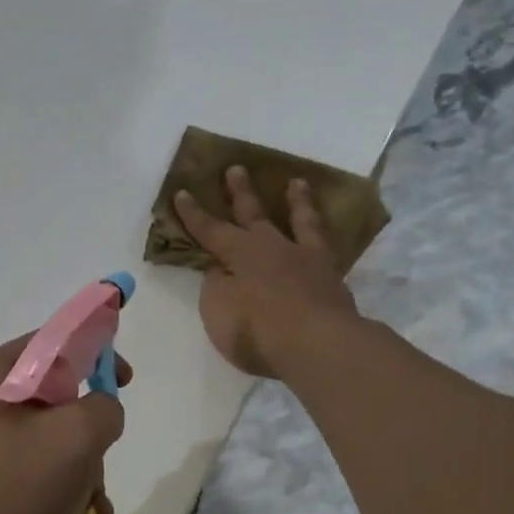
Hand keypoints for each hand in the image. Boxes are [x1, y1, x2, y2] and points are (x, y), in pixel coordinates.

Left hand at [0, 334, 129, 513]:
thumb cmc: (4, 494)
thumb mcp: (73, 442)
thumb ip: (103, 410)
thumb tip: (99, 409)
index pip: (55, 341)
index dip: (97, 353)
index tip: (126, 382)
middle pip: (49, 398)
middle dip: (86, 434)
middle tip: (99, 470)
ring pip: (35, 441)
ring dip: (72, 469)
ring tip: (88, 510)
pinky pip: (13, 471)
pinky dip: (44, 489)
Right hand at [175, 166, 359, 376]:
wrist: (318, 345)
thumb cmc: (258, 331)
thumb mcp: (218, 311)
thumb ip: (216, 286)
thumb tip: (221, 270)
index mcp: (241, 254)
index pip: (210, 230)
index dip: (193, 214)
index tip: (181, 192)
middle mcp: (273, 248)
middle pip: (254, 214)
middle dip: (241, 192)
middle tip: (236, 168)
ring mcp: (307, 260)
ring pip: (300, 221)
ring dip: (296, 202)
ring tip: (296, 183)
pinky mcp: (332, 278)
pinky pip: (325, 246)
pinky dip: (322, 234)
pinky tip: (322, 233)